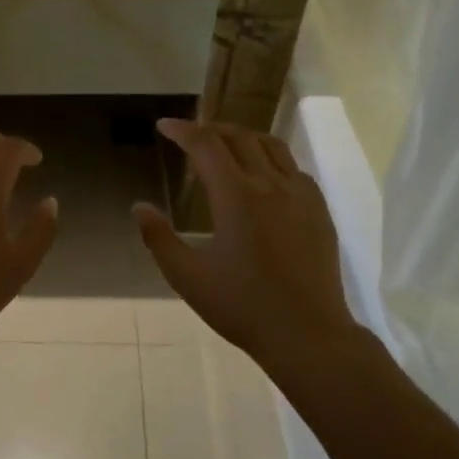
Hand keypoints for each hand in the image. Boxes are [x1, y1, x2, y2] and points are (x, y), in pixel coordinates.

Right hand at [133, 119, 355, 360]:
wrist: (306, 333)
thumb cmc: (241, 306)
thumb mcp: (187, 277)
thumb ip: (158, 238)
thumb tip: (139, 206)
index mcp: (235, 196)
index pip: (206, 144)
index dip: (182, 130)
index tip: (164, 126)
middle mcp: (270, 184)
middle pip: (239, 137)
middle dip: (210, 128)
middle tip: (190, 136)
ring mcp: (300, 194)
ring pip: (271, 146)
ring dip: (243, 137)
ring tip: (225, 146)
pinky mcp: (319, 210)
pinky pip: (293, 168)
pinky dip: (271, 158)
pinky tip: (263, 177)